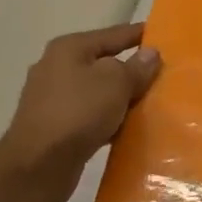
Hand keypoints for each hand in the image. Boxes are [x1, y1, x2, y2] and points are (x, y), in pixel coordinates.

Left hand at [0, 24, 161, 201]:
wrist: (37, 167)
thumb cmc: (78, 113)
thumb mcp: (116, 83)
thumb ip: (136, 67)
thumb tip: (151, 53)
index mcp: (69, 48)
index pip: (113, 35)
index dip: (138, 34)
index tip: (163, 36)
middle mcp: (56, 67)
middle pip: (103, 63)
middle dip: (130, 70)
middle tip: (161, 75)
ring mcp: (51, 98)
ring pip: (96, 91)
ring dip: (119, 98)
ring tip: (148, 104)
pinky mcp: (52, 126)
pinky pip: (89, 115)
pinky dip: (106, 119)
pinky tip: (125, 128)